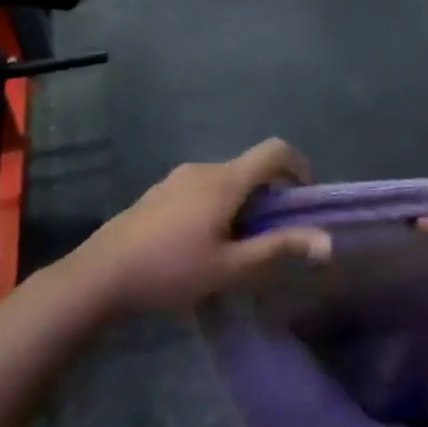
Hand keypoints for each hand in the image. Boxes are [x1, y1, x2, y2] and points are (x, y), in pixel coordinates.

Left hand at [75, 139, 332, 312]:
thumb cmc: (171, 271)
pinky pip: (201, 188)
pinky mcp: (158, 193)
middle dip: (270, 196)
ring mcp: (175, 179)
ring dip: (243, 204)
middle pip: (250, 168)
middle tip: (271, 237)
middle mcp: (202, 170)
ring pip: (225, 180)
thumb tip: (327, 241)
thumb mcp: (231, 267)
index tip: (305, 199)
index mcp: (224, 181)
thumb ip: (278, 249)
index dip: (300, 167)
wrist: (100, 275)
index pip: (275, 151)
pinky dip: (218, 205)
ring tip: (236, 246)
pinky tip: (202, 243)